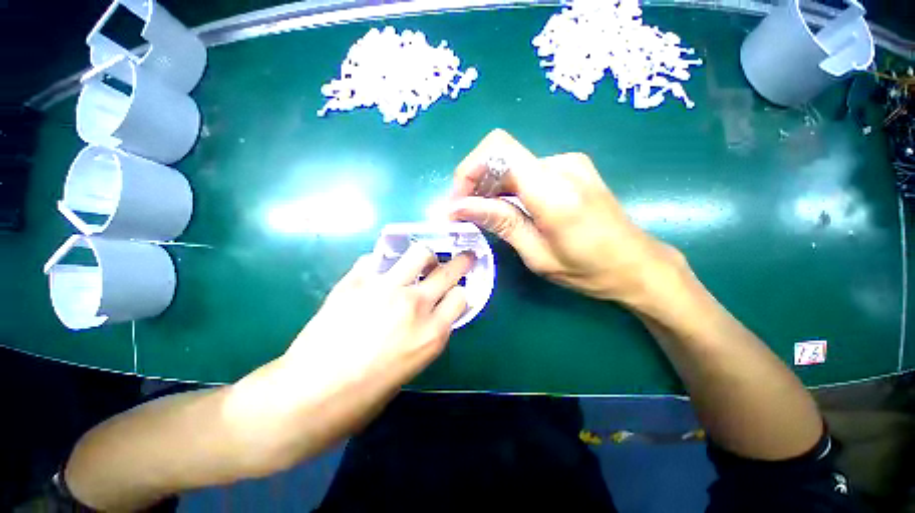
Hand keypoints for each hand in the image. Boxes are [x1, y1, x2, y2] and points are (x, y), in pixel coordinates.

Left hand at [224, 245, 472, 471]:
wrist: (306, 397)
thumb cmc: (362, 397)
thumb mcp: (411, 368)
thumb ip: (426, 335)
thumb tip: (430, 314)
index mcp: (432, 334)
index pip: (461, 297)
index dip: (459, 293)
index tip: (455, 292)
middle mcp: (415, 305)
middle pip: (449, 271)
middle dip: (461, 261)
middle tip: (463, 255)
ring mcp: (386, 289)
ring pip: (418, 253)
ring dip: (423, 256)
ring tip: (418, 261)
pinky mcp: (357, 281)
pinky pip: (376, 259)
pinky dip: (381, 263)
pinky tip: (376, 274)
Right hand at [449, 129, 684, 306]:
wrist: (637, 265)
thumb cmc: (589, 270)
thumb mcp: (537, 254)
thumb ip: (500, 222)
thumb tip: (459, 207)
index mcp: (554, 189)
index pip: (498, 149)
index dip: (469, 169)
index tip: (459, 201)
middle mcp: (561, 164)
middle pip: (502, 156)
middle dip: (476, 183)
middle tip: (465, 215)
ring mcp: (569, 163)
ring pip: (513, 165)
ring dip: (492, 188)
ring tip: (486, 216)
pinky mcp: (572, 169)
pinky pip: (528, 171)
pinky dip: (510, 188)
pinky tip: (510, 210)